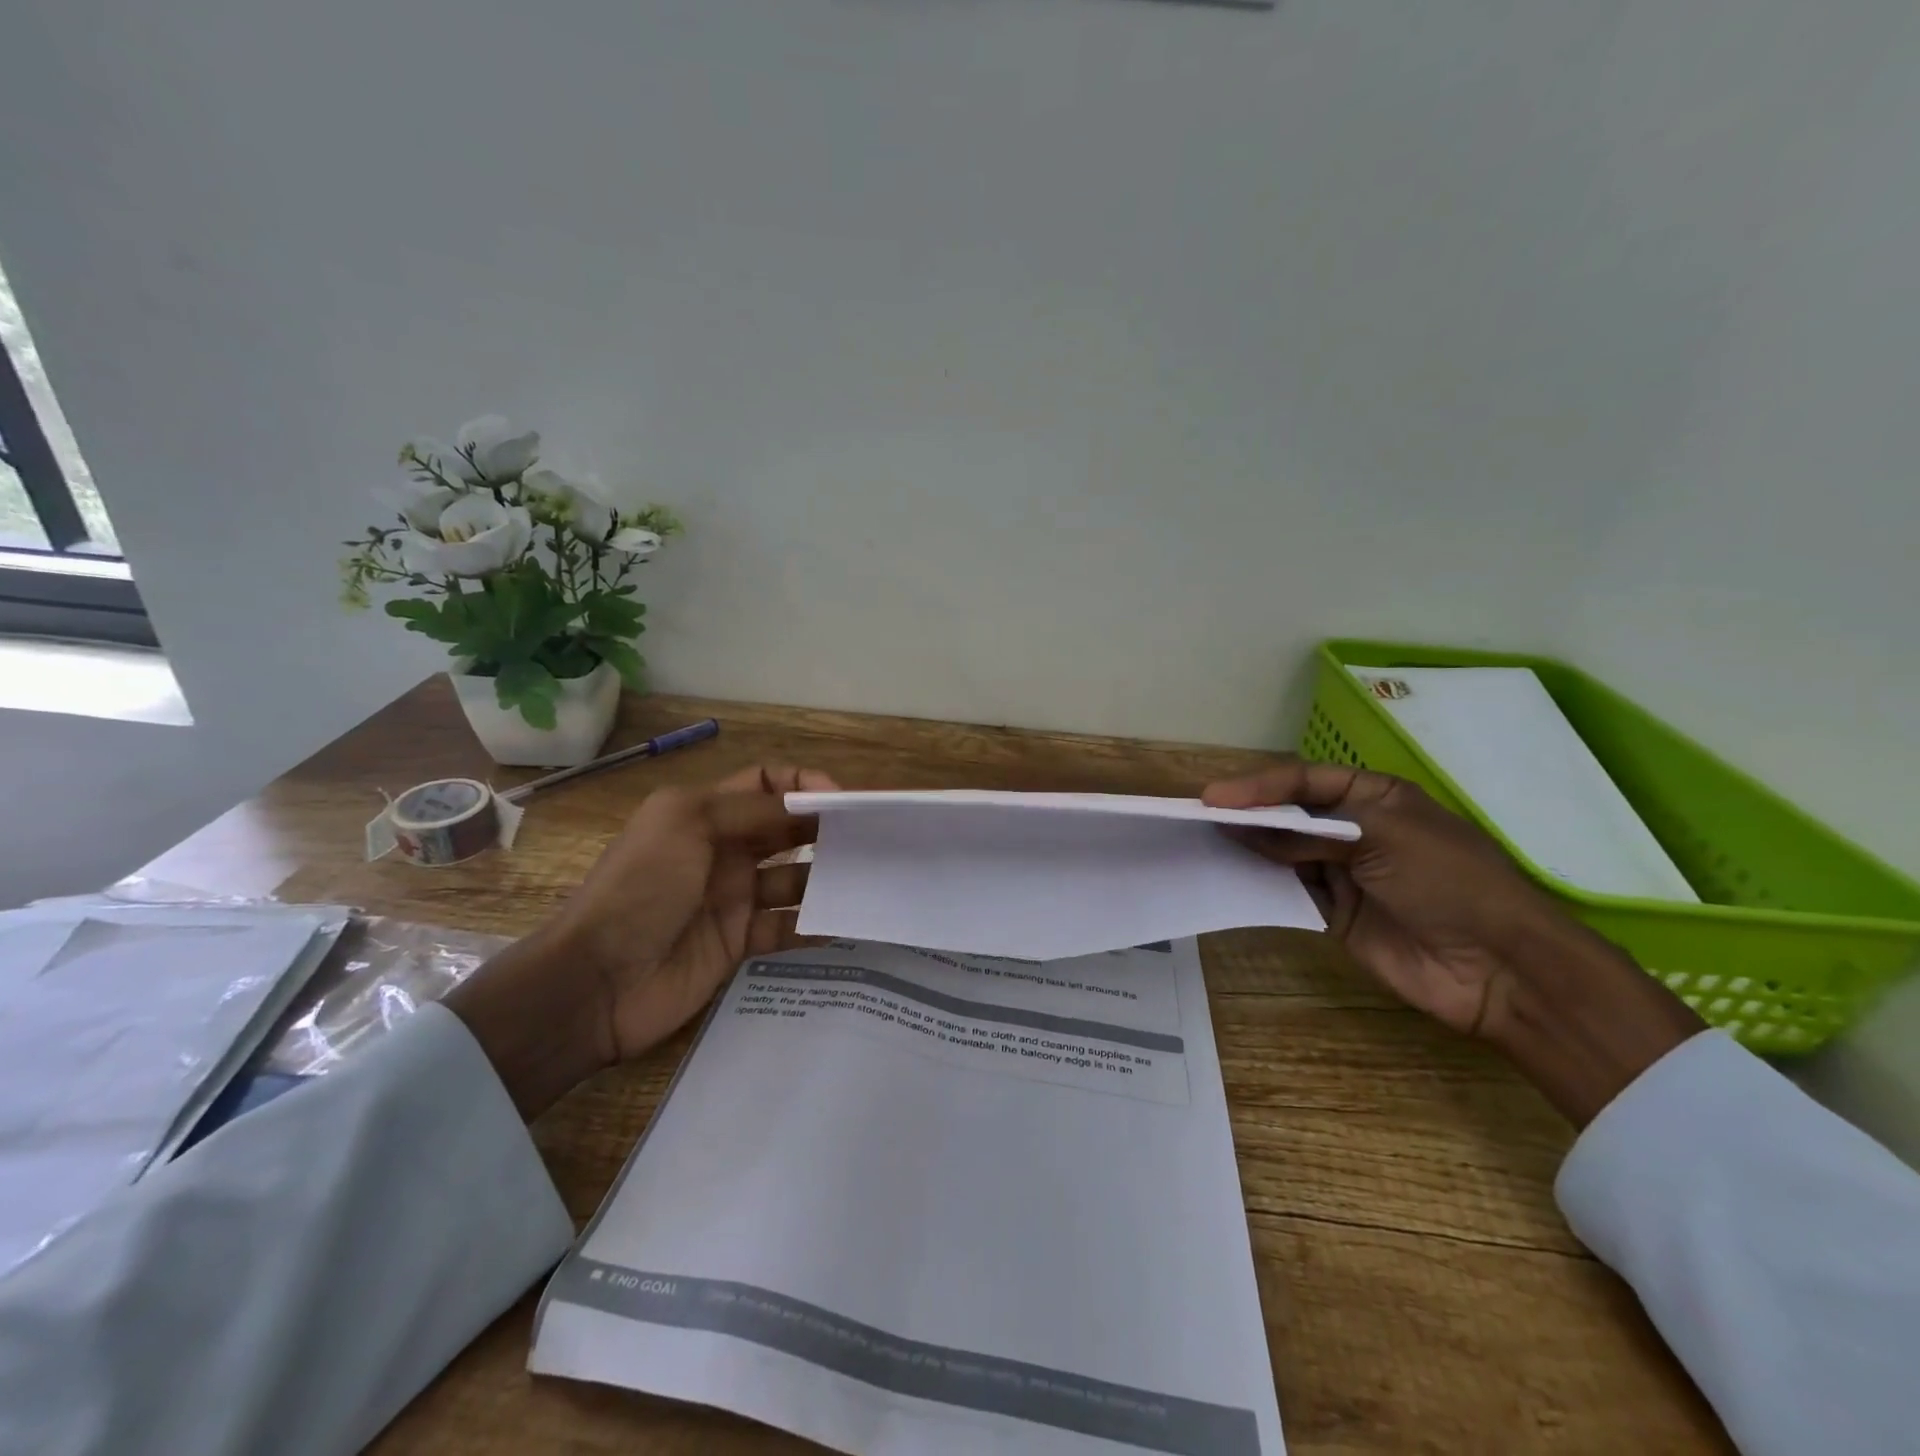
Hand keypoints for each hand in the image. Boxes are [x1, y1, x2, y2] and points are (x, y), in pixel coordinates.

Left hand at [448, 764, 837, 1117]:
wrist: (595, 982)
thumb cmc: (641, 887)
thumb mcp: (688, 825)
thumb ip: (753, 810)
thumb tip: (810, 803)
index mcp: (706, 813)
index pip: (766, 784)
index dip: (803, 784)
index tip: (841, 801)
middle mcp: (723, 850)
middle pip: (787, 830)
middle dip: (826, 829)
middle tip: (873, 839)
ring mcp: (732, 899)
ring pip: (794, 879)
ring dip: (828, 878)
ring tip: (868, 881)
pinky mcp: (739, 943)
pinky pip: (787, 928)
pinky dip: (815, 925)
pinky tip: (846, 924)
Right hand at [1205, 761, 1703, 1125]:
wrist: (1500, 969)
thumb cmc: (1449, 881)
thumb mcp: (1382, 838)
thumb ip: (1309, 834)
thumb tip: (1243, 828)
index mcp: (1374, 797)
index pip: (1304, 781)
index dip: (1258, 786)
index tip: (1213, 798)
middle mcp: (1353, 830)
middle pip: (1287, 815)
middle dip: (1246, 814)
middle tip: (1197, 817)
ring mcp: (1342, 873)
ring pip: (1281, 852)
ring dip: (1246, 848)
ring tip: (1201, 843)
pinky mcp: (1332, 914)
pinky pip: (1286, 892)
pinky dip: (1259, 884)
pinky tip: (1228, 878)